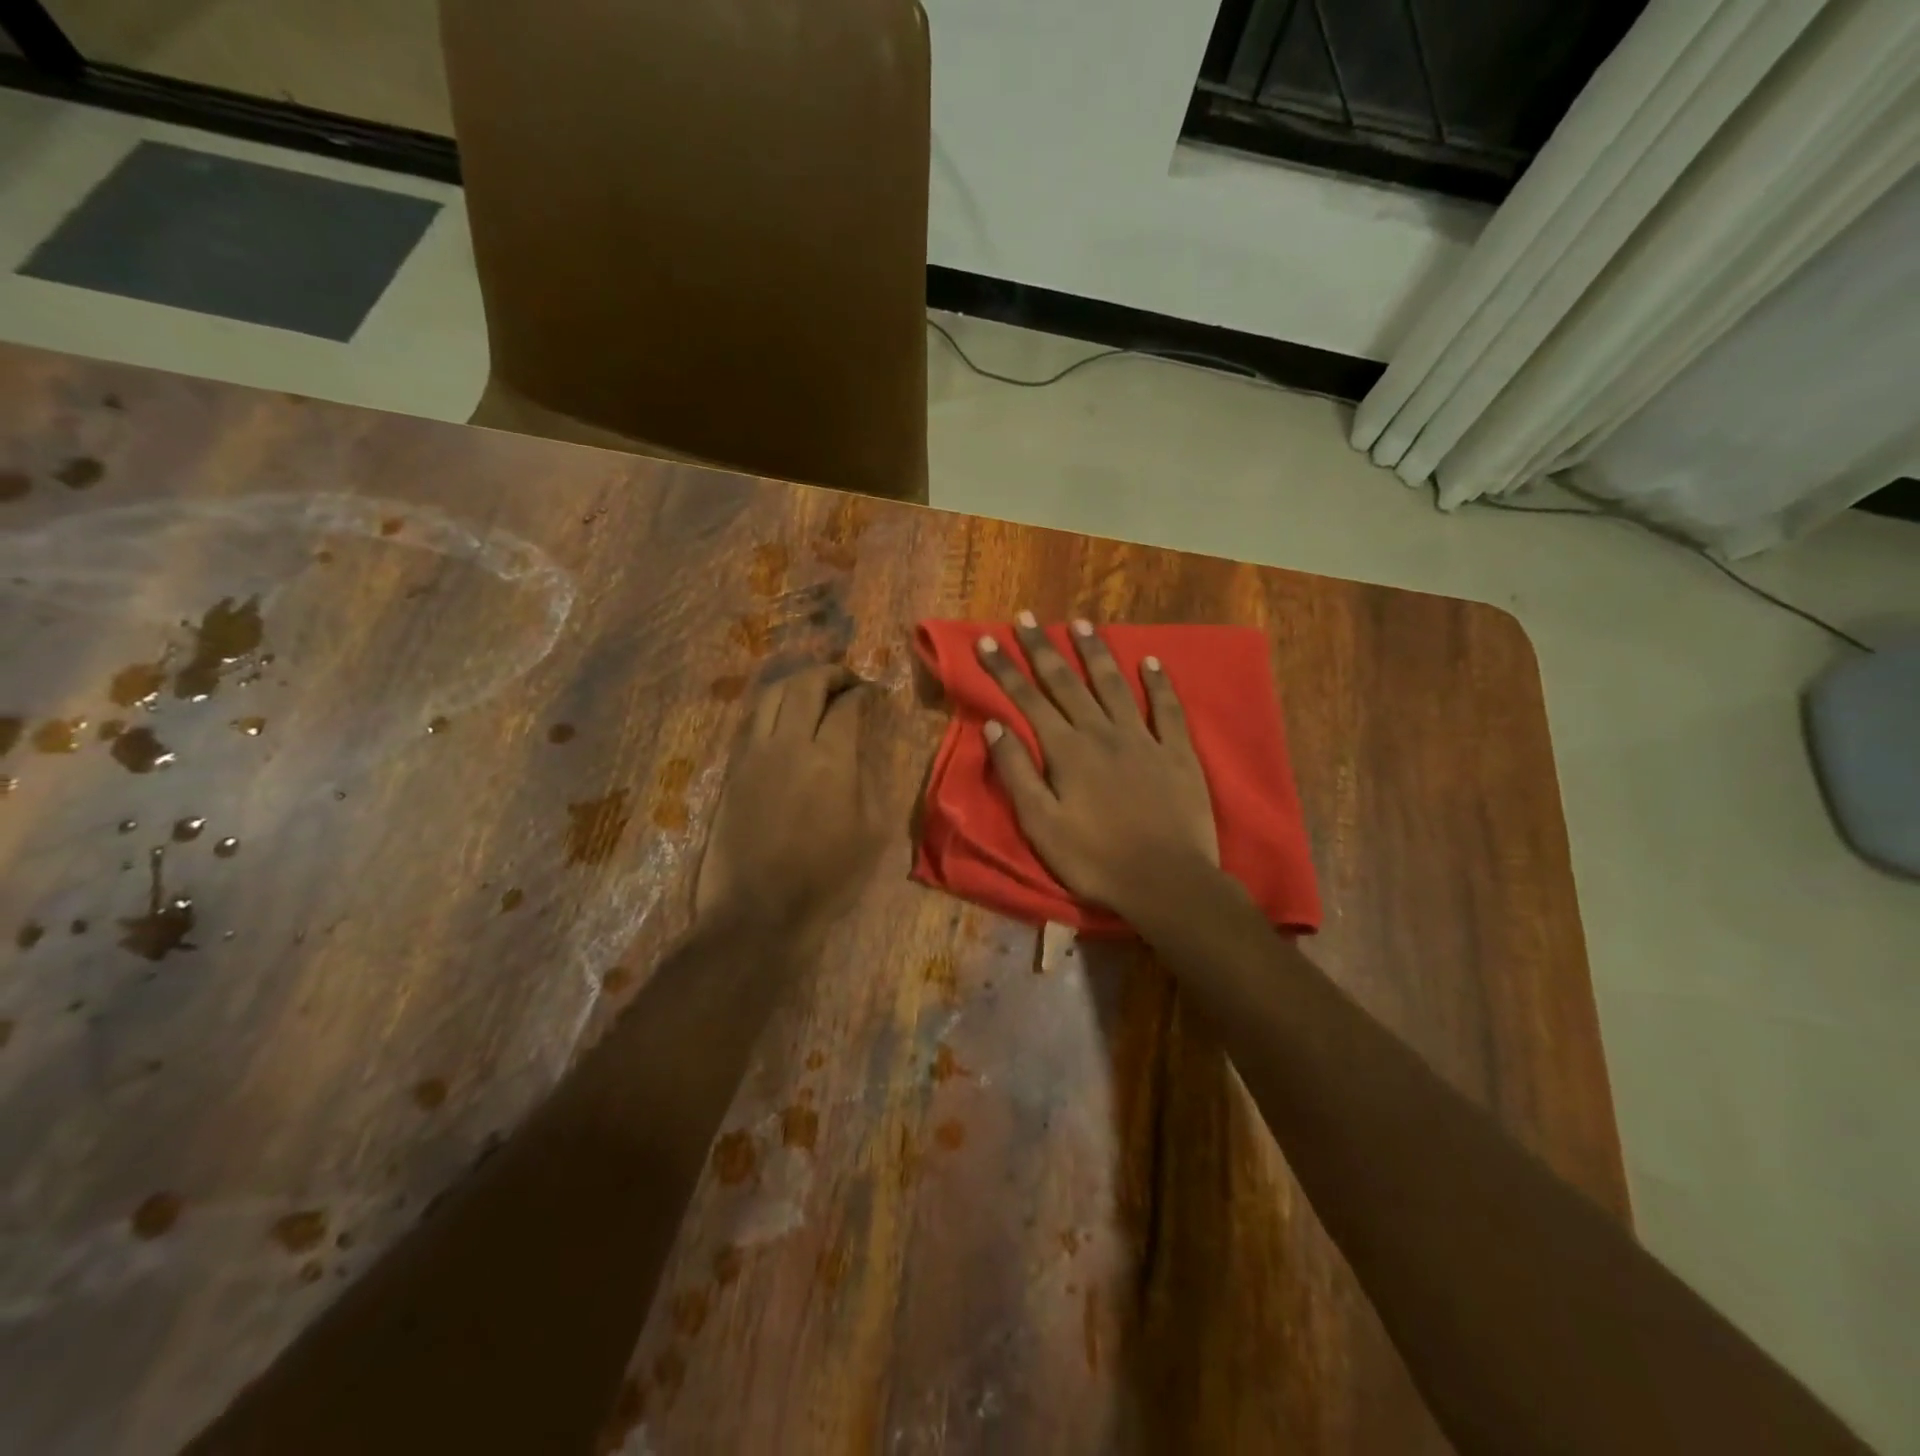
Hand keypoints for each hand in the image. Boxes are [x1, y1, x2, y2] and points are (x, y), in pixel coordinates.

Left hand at [696, 664, 883, 936]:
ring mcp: (755, 754)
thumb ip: (868, 779)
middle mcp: (789, 744)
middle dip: (830, 674)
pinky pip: (754, 721)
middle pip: (805, 685)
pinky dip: (774, 707)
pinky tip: (787, 719)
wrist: (759, 912)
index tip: (875, 694)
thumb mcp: (871, 832)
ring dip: (798, 683)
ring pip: (772, 695)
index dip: (864, 692)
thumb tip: (860, 749)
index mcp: (830, 760)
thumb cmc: (827, 878)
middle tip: (847, 681)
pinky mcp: (734, 770)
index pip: (847, 705)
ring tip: (815, 691)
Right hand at [978, 615, 1217, 920]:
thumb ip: (1017, 773)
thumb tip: (995, 726)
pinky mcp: (1177, 753)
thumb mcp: (1041, 824)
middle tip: (1027, 618)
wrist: (1166, 881)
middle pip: (1067, 682)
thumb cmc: (1095, 859)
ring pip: (1114, 685)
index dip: (1005, 669)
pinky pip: (1167, 709)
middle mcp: (1102, 733)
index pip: (1028, 700)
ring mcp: (1143, 739)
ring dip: (1095, 653)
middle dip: (1043, 649)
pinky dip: (1159, 683)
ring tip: (1080, 623)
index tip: (988, 641)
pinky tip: (1151, 661)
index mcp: (1067, 751)